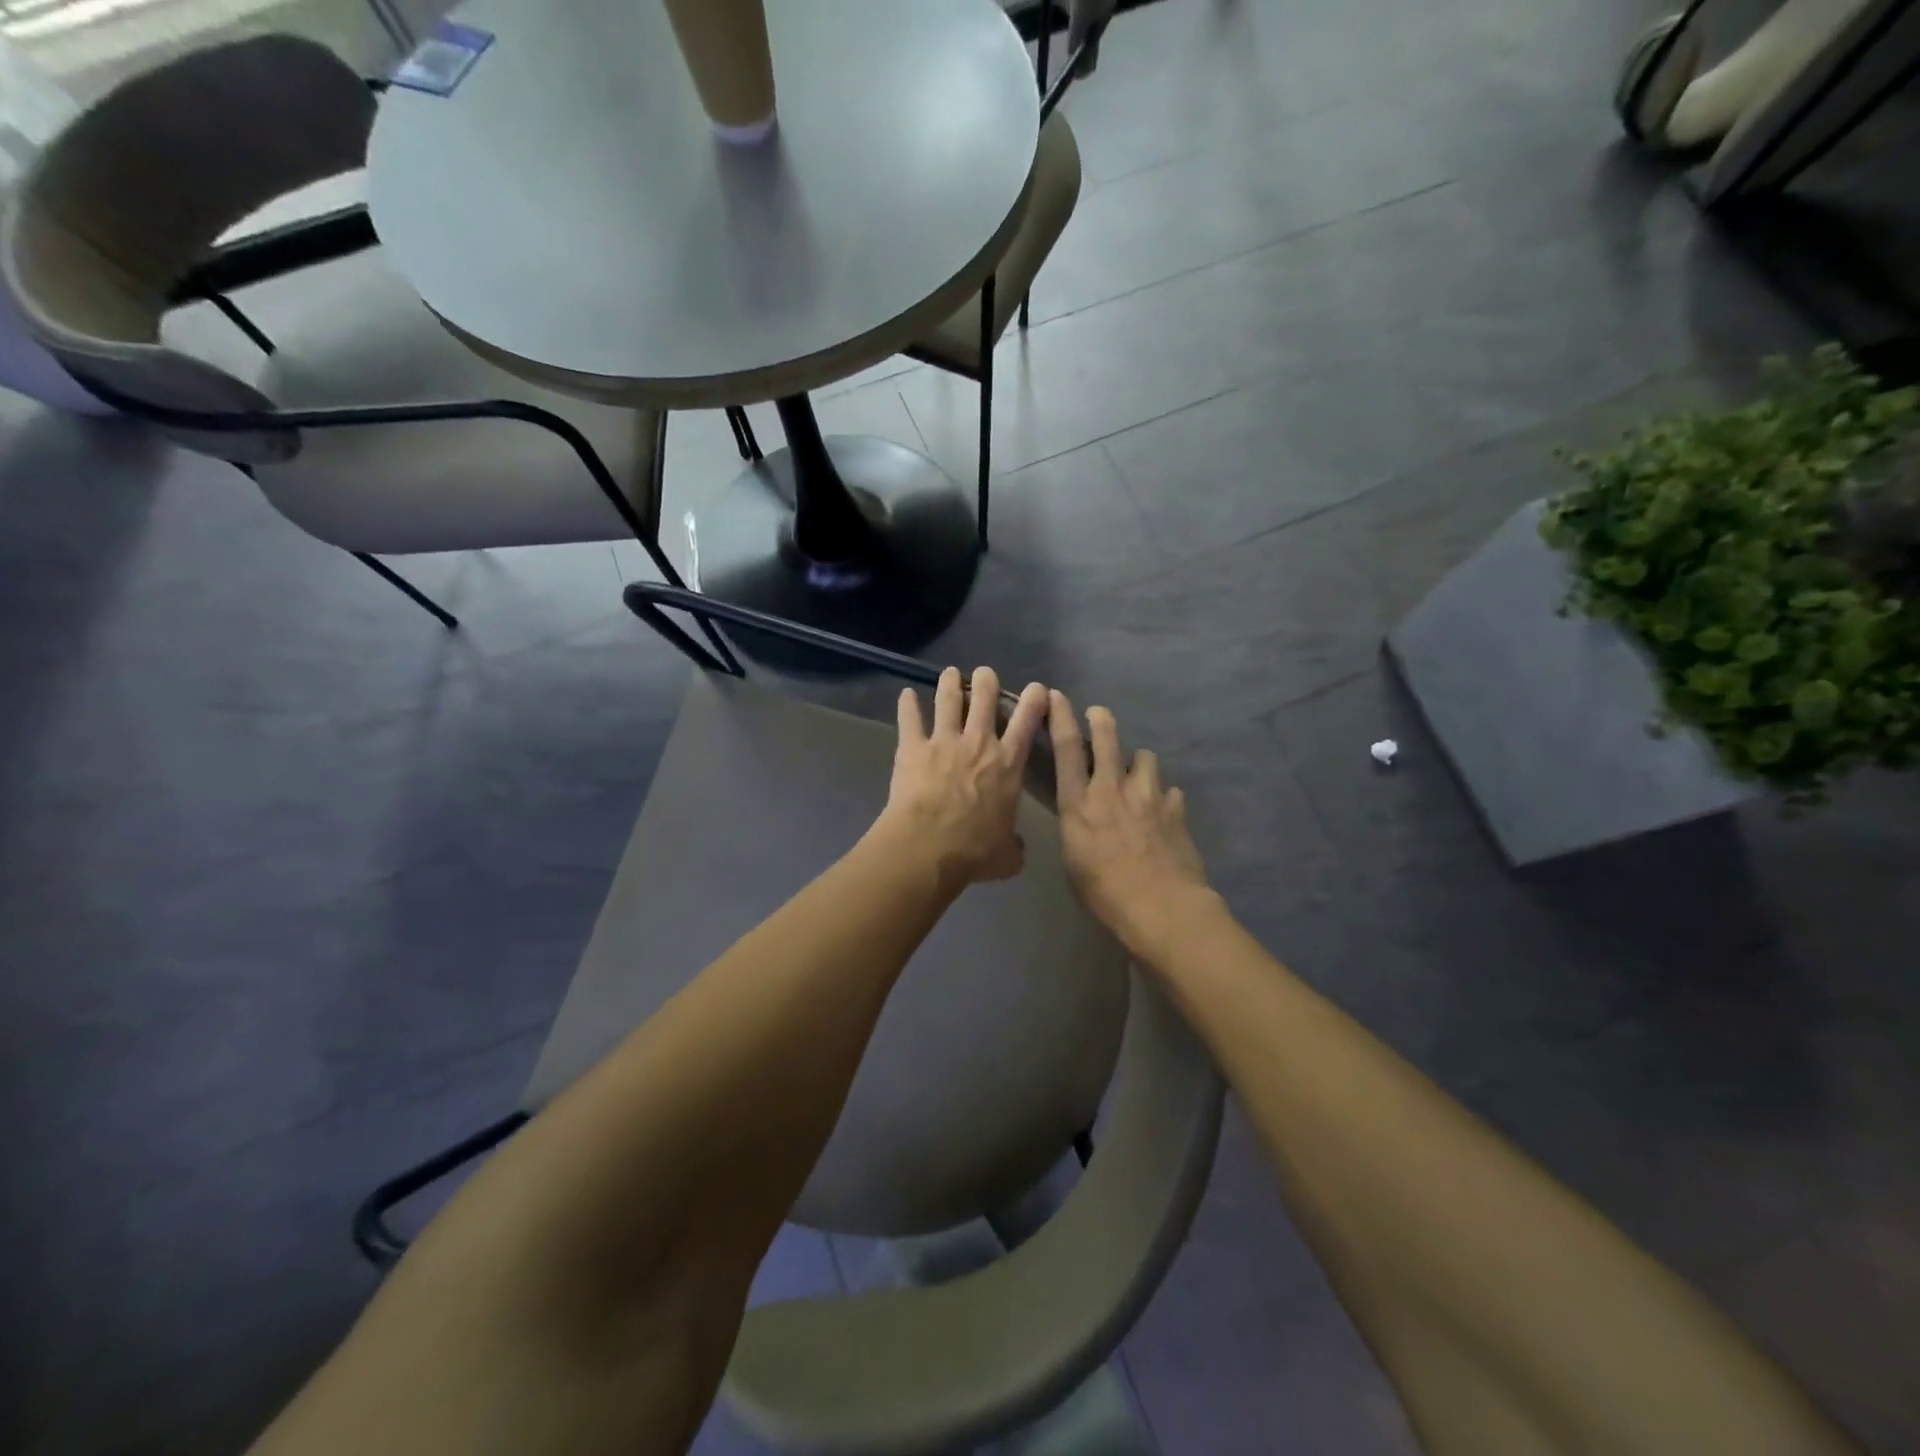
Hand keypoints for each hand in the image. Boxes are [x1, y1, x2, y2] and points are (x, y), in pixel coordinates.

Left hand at [879, 666, 1049, 889]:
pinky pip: (910, 719)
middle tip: (985, 674)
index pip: (1027, 722)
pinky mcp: (912, 747)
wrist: (927, 847)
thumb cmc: (973, 851)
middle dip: (987, 681)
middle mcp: (979, 743)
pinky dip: (907, 705)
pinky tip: (905, 694)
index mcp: (1008, 764)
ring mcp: (944, 741)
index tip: (1037, 688)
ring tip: (950, 673)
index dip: (1034, 700)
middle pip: (985, 698)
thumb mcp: (1007, 856)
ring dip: (950, 683)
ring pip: (949, 700)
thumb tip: (1015, 848)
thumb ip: (1014, 846)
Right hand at [1049, 691, 1211, 955]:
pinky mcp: (1175, 808)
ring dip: (1137, 763)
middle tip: (1098, 715)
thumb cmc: (1104, 893)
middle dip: (1100, 720)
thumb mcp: (1073, 860)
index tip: (1055, 695)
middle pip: (1107, 737)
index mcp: (1079, 803)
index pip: (1065, 748)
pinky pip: (1168, 790)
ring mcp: (1148, 795)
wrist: (1161, 906)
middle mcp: (1112, 789)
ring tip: (1137, 776)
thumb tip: (1083, 817)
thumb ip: (1077, 828)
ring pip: (1144, 757)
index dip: (1060, 716)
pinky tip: (1162, 812)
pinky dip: (1163, 797)